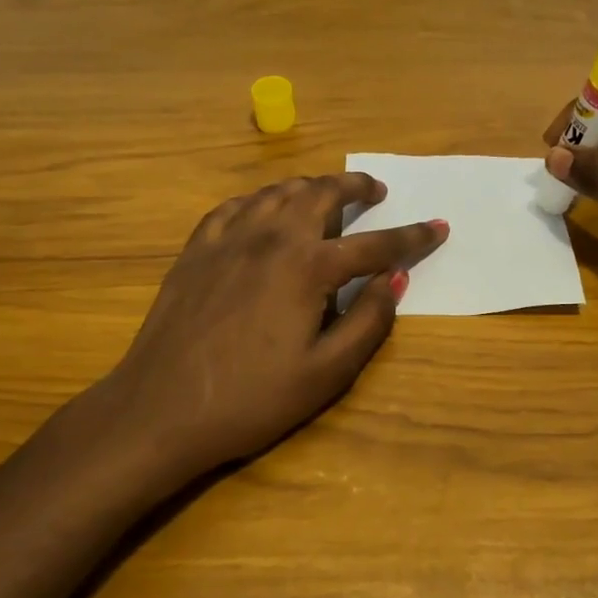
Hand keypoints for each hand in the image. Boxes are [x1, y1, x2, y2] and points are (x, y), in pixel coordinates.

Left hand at [78, 173, 445, 499]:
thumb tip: (394, 279)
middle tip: (375, 191)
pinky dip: (261, 200)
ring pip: (277, 191)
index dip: (412, 237)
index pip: (374, 244)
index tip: (438, 225)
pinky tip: (263, 210)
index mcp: (308, 267)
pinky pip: (235, 206)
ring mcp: (228, 239)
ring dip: (310, 186)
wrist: (160, 410)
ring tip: (326, 195)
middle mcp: (271, 238)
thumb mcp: (326, 373)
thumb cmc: (252, 399)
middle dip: (355, 186)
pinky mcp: (196, 249)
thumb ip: (367, 321)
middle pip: (321, 194)